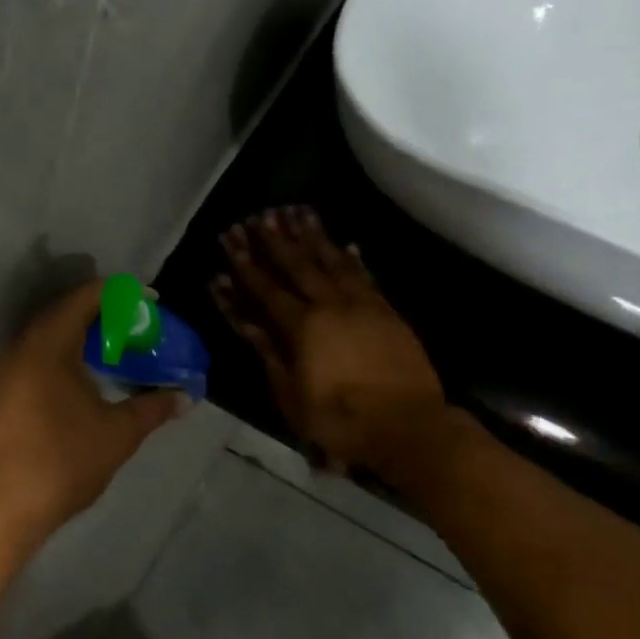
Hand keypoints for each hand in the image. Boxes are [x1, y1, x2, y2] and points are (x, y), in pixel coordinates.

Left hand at [0, 281, 188, 543]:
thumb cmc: (61, 461)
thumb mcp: (118, 433)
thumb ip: (153, 408)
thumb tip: (184, 397)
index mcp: (47, 343)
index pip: (86, 296)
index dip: (123, 294)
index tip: (153, 304)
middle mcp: (21, 347)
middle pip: (66, 311)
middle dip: (105, 314)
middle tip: (140, 328)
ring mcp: (6, 371)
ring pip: (50, 336)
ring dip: (84, 336)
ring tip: (120, 350)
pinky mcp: (2, 393)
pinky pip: (38, 357)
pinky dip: (67, 356)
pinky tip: (89, 379)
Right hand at [212, 206, 447, 474]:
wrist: (408, 426)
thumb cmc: (340, 419)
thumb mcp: (291, 394)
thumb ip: (270, 353)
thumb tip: (246, 321)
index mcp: (303, 326)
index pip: (267, 289)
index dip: (247, 264)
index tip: (232, 239)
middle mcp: (331, 306)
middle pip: (299, 266)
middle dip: (277, 240)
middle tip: (261, 214)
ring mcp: (363, 306)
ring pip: (334, 262)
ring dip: (315, 237)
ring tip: (299, 212)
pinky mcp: (388, 313)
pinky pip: (366, 277)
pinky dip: (354, 259)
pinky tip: (347, 245)